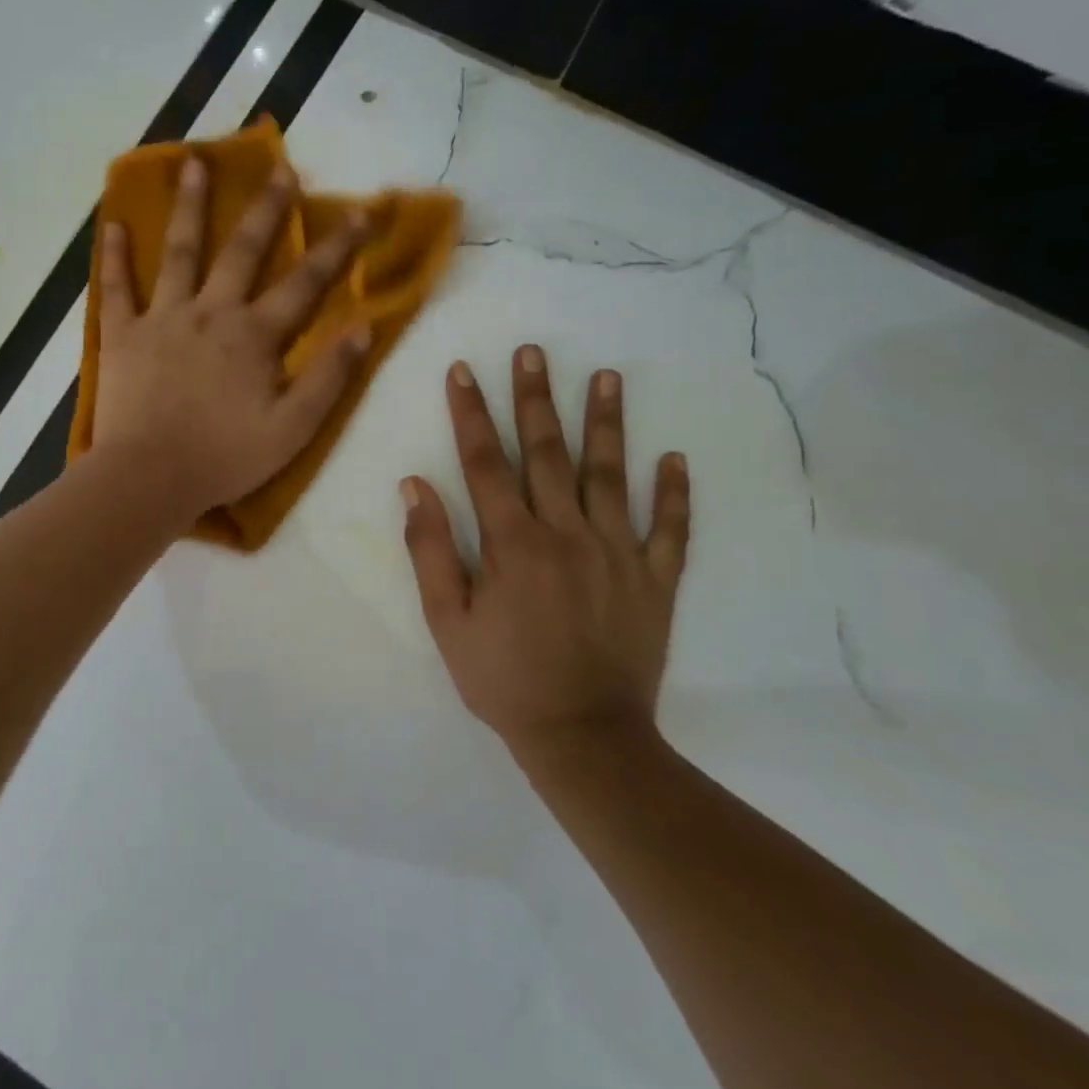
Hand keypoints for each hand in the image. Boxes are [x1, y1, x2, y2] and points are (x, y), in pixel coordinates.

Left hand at [93, 156, 370, 519]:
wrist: (149, 478)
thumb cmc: (224, 458)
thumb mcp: (293, 429)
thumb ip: (329, 378)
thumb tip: (363, 328)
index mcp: (254, 336)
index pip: (305, 283)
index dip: (337, 247)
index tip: (361, 211)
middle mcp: (210, 313)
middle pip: (242, 251)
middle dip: (266, 210)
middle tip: (279, 169)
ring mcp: (162, 319)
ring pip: (179, 253)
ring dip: (189, 207)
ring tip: (193, 163)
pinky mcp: (122, 337)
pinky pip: (116, 289)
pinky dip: (114, 257)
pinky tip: (112, 225)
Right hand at [400, 349, 690, 759]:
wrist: (583, 737)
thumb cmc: (504, 679)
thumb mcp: (447, 621)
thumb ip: (431, 550)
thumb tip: (415, 486)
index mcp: (511, 543)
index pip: (485, 462)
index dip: (471, 413)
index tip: (464, 370)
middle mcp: (566, 534)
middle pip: (548, 453)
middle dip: (536, 398)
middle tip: (534, 351)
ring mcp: (618, 553)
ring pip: (611, 476)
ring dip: (607, 423)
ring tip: (608, 377)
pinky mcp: (655, 580)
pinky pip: (669, 530)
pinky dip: (674, 494)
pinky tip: (674, 459)